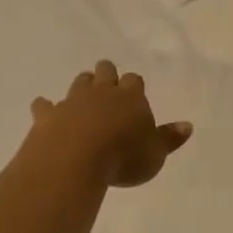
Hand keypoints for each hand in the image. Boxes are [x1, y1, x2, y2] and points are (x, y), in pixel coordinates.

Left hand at [27, 61, 191, 188]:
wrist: (74, 160)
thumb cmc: (123, 158)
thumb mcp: (155, 154)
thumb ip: (169, 139)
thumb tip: (188, 125)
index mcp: (130, 98)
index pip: (134, 81)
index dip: (133, 83)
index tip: (133, 87)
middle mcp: (102, 93)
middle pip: (105, 72)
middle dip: (106, 73)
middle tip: (106, 76)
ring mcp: (72, 102)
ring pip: (78, 83)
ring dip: (82, 84)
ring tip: (83, 89)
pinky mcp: (47, 116)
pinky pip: (44, 105)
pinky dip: (45, 106)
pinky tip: (44, 109)